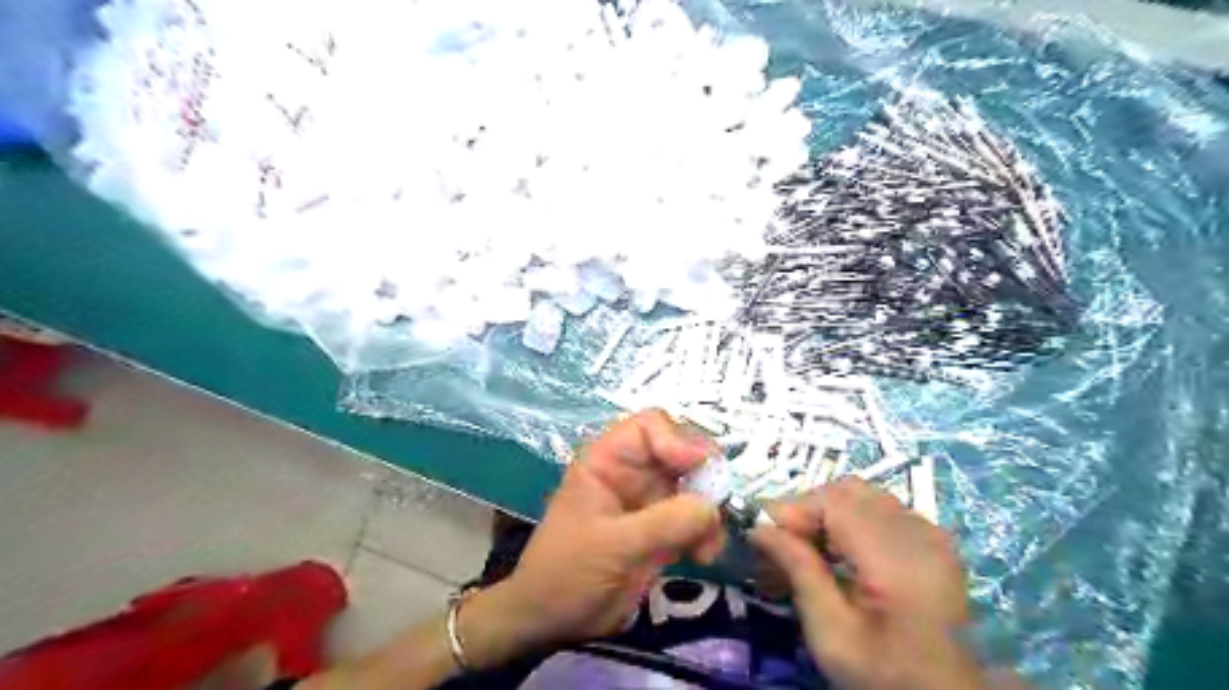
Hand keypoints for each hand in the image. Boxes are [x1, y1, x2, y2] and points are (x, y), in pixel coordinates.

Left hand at [462, 411, 727, 667]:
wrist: (551, 620)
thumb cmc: (567, 571)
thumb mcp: (613, 544)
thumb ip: (664, 523)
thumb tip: (713, 506)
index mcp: (608, 461)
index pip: (650, 426)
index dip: (677, 439)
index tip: (697, 468)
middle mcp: (633, 472)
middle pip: (681, 451)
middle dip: (704, 475)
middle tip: (721, 502)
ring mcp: (649, 500)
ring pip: (695, 485)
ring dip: (710, 509)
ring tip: (710, 544)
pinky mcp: (662, 529)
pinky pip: (696, 517)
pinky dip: (708, 532)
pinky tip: (705, 556)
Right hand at [750, 477, 986, 689]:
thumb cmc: (885, 675)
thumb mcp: (831, 635)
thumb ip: (799, 572)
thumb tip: (759, 528)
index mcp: (896, 560)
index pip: (835, 502)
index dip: (794, 508)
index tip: (762, 532)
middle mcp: (919, 535)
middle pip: (848, 492)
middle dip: (808, 509)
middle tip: (783, 541)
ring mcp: (932, 535)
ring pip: (864, 496)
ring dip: (828, 512)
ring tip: (807, 547)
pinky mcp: (934, 541)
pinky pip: (882, 509)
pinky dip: (851, 519)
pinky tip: (840, 552)